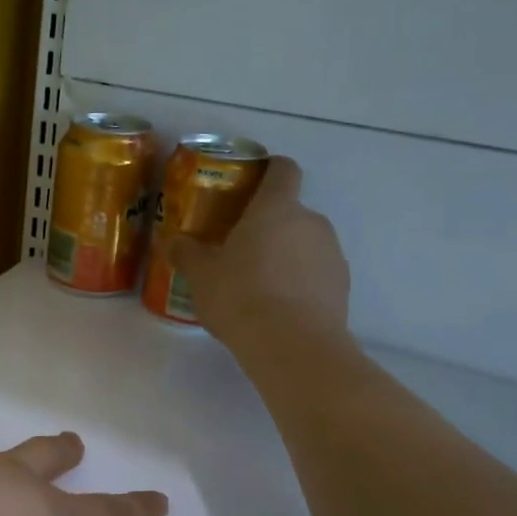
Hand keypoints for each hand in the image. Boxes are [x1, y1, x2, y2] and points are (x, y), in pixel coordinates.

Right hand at [166, 156, 350, 348]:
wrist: (292, 345)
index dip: (270, 170)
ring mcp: (332, 254)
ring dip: (285, 255)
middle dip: (269, 225)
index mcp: (276, 208)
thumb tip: (174, 242)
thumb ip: (187, 253)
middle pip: (291, 211)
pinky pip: (315, 273)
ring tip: (257, 285)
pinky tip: (277, 307)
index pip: (283, 170)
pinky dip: (299, 282)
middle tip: (240, 249)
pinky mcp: (342, 287)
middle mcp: (311, 222)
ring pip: (305, 243)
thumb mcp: (201, 275)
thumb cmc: (240, 296)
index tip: (252, 181)